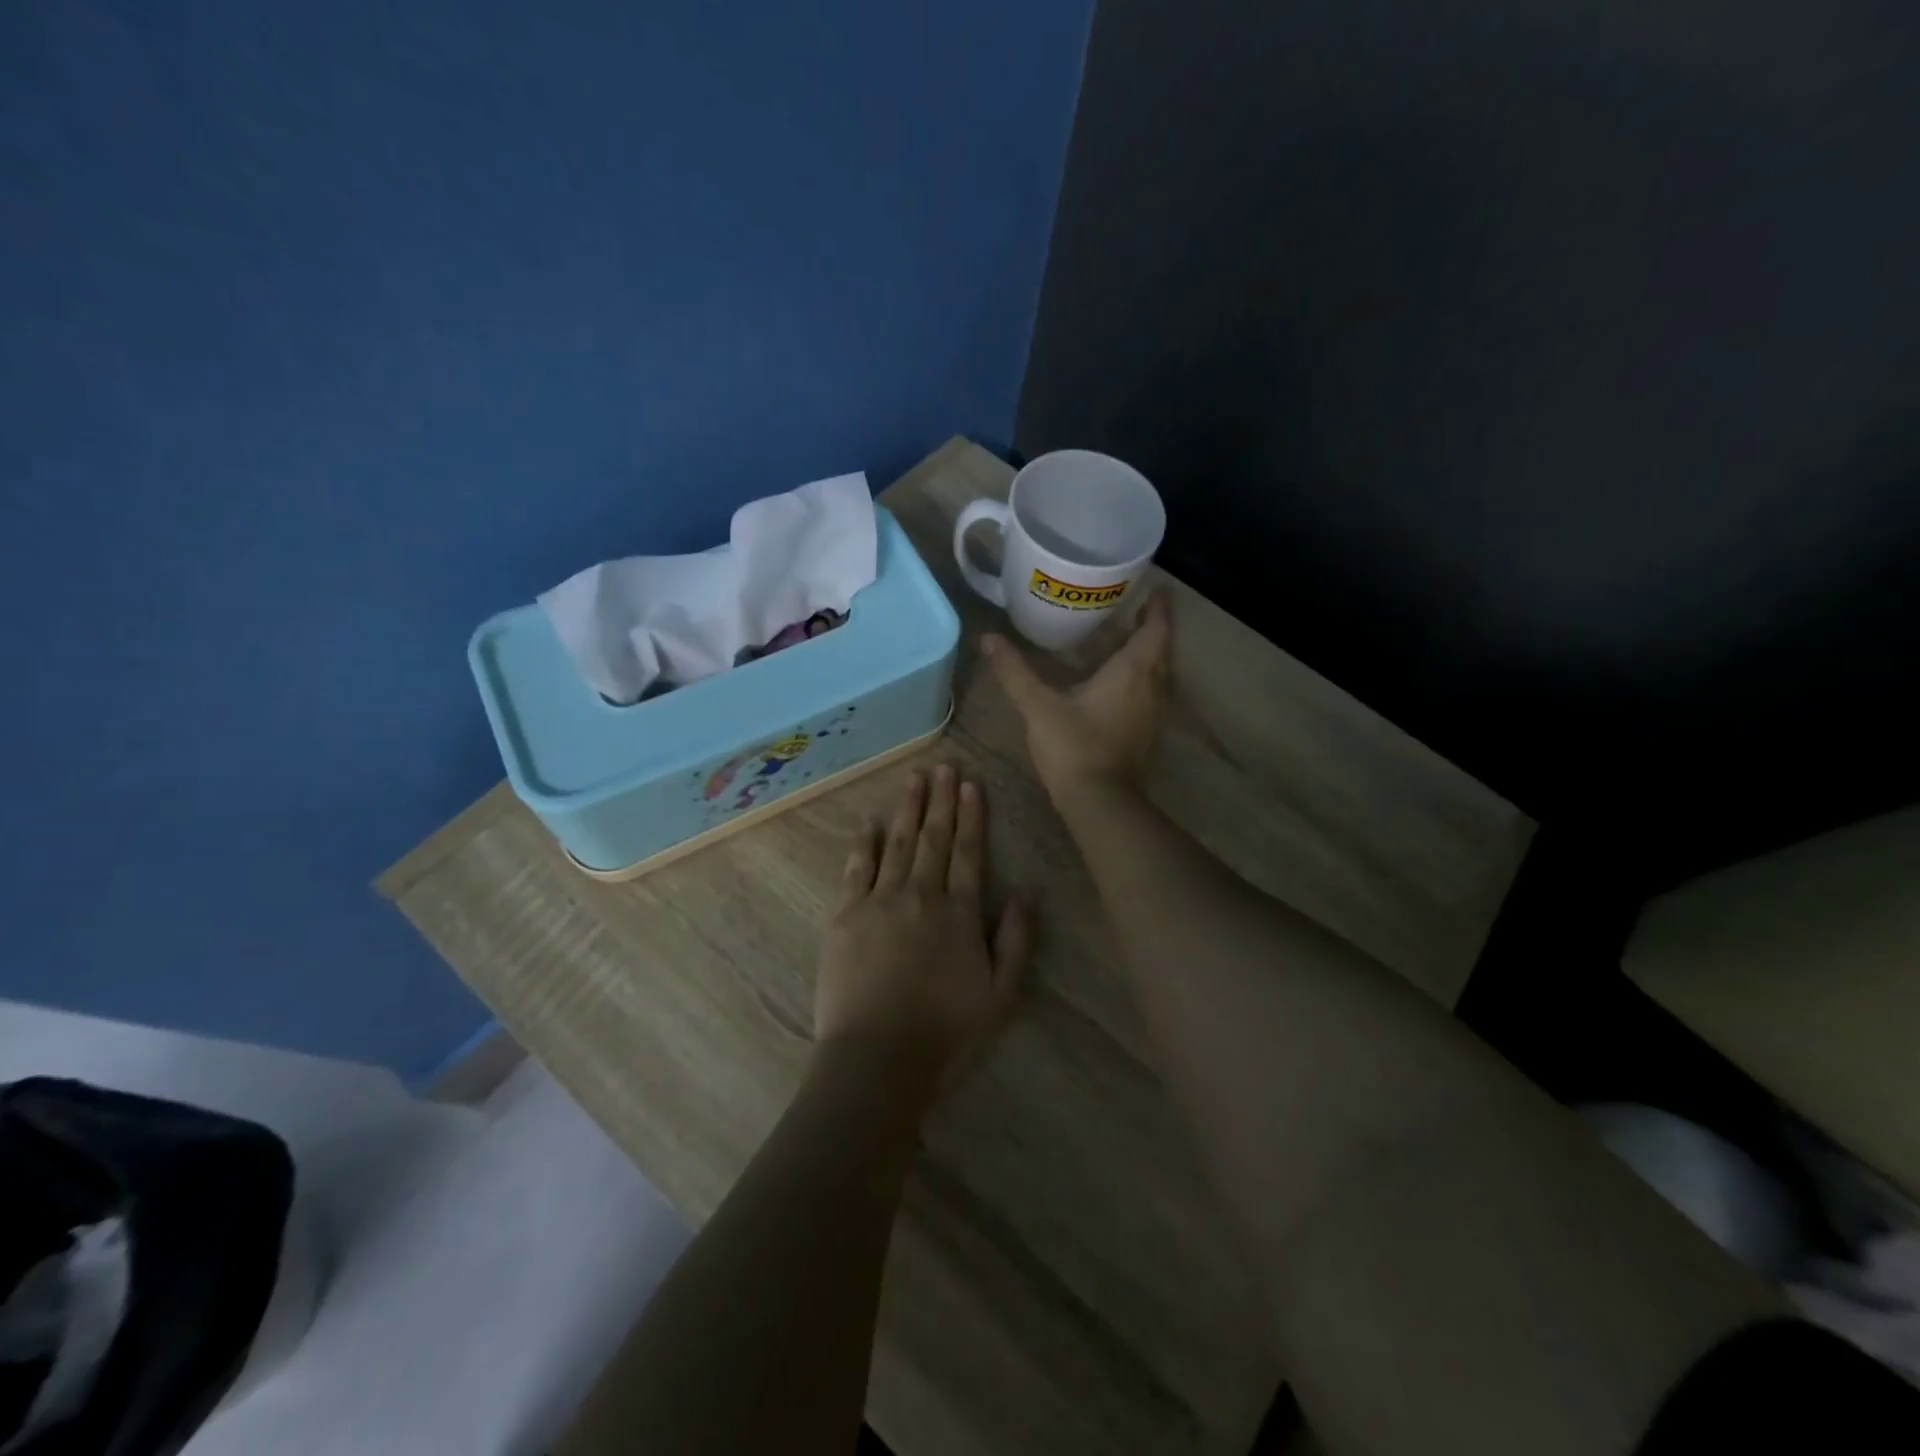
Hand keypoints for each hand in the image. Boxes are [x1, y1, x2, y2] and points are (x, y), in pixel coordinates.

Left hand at [814, 766, 1032, 1101]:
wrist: (878, 1056)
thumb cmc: (946, 1030)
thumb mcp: (1001, 995)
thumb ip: (1017, 941)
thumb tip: (1028, 893)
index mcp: (960, 912)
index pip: (969, 853)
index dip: (971, 817)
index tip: (970, 785)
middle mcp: (922, 895)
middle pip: (934, 838)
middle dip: (940, 800)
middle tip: (943, 766)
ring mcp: (880, 901)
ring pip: (897, 843)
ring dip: (907, 809)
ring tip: (914, 779)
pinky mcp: (846, 916)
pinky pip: (856, 869)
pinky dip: (863, 843)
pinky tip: (868, 821)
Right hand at [982, 592, 1173, 803]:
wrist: (1099, 802)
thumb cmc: (1073, 746)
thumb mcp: (1038, 705)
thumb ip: (1014, 671)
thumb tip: (988, 638)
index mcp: (1133, 670)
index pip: (1155, 628)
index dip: (1158, 607)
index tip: (1155, 587)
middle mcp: (1152, 686)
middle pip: (1161, 648)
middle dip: (1151, 626)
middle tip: (1134, 607)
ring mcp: (1153, 712)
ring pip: (1159, 672)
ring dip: (1148, 653)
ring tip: (1126, 638)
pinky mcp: (1147, 733)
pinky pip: (1151, 692)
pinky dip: (1141, 677)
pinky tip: (1119, 680)